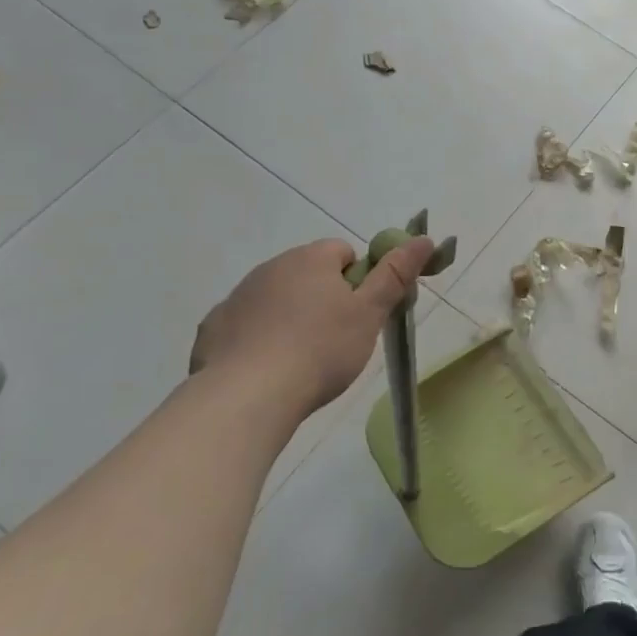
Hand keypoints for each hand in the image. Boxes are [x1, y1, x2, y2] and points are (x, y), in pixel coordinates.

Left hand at [191, 236, 434, 415]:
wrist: (247, 397)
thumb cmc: (320, 350)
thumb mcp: (369, 313)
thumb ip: (395, 274)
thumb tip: (423, 239)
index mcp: (309, 259)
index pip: (343, 252)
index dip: (358, 280)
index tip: (361, 313)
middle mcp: (270, 268)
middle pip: (308, 274)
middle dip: (324, 298)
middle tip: (338, 339)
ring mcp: (237, 297)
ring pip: (276, 299)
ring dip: (291, 317)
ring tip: (302, 359)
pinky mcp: (213, 329)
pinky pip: (245, 325)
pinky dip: (258, 340)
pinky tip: (267, 370)